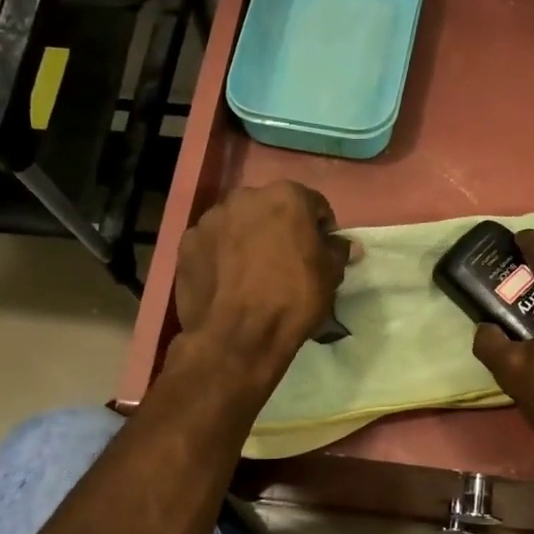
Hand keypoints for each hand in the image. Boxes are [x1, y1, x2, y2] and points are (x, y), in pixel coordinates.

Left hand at [173, 181, 349, 376]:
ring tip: (252, 274)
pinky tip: (228, 282)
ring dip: (248, 239)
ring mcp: (211, 219)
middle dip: (280, 229)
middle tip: (286, 262)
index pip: (313, 204)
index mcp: (286, 196)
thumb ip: (338, 251)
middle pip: (271, 209)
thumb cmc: (292, 299)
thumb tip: (346, 245)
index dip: (320, 229)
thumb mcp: (330, 276)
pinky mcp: (187, 243)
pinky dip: (221, 255)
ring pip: (238, 224)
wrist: (236, 336)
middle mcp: (245, 197)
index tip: (320, 253)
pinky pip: (212, 244)